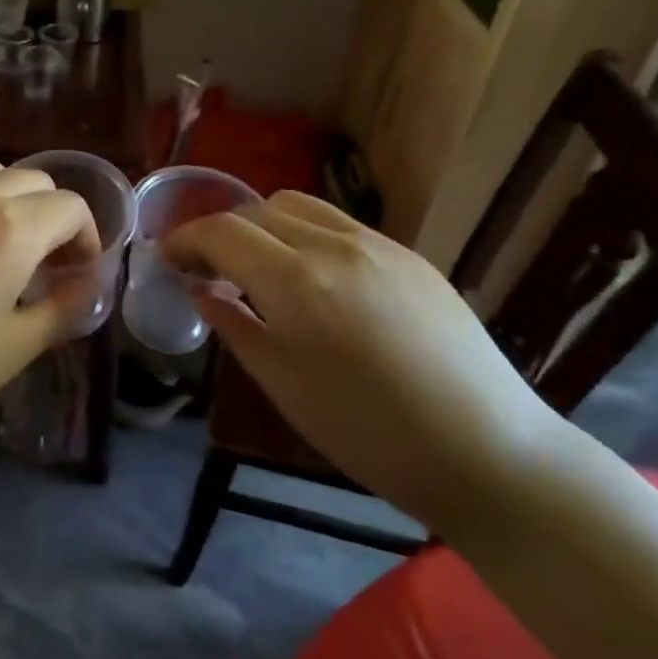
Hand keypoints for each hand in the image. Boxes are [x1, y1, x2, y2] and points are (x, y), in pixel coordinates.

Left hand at [0, 162, 99, 454]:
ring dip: (11, 202)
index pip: (71, 207)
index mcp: (12, 227)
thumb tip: (88, 286)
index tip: (77, 275)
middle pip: (34, 181)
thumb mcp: (12, 349)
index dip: (86, 238)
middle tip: (43, 265)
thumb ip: (62, 310)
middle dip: (52, 216)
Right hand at [161, 191, 565, 533]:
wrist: (490, 453)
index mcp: (297, 282)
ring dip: (263, 224)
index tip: (167, 258)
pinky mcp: (409, 254)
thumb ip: (236, 328)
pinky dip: (304, 234)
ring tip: (257, 266)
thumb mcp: (286, 387)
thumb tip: (203, 291)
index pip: (222, 232)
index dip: (185, 238)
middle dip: (221, 231)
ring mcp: (378, 244)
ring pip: (298, 205)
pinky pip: (339, 224)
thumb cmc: (372, 435)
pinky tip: (312, 277)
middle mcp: (334, 245)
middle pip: (257, 209)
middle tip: (206, 268)